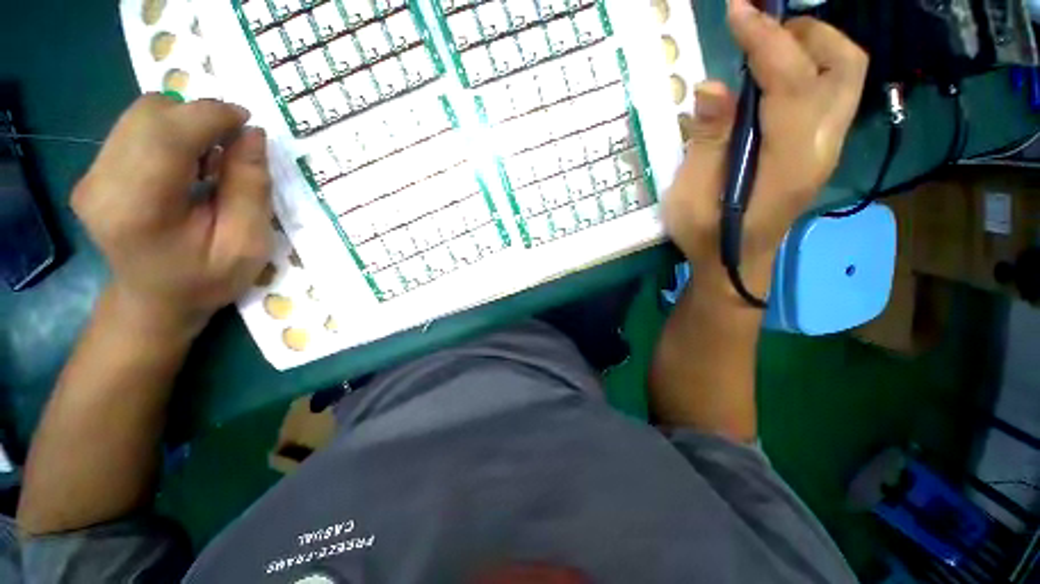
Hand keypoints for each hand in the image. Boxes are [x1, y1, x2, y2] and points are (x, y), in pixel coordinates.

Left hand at [72, 94, 272, 337]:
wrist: (155, 301)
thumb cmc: (206, 280)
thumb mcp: (247, 244)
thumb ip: (250, 189)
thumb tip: (252, 135)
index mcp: (138, 209)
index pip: (167, 134)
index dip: (211, 116)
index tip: (247, 123)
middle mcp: (101, 183)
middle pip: (150, 114)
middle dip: (200, 117)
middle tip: (234, 145)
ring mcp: (91, 175)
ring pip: (142, 115)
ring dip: (186, 124)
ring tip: (211, 159)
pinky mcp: (93, 171)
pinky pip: (136, 128)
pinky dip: (171, 133)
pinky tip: (188, 163)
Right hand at [664, 0, 867, 295]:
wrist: (734, 264)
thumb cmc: (705, 236)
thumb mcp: (691, 196)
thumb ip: (707, 142)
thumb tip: (712, 87)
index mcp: (788, 163)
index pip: (793, 83)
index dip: (766, 41)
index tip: (738, 11)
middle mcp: (821, 148)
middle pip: (845, 67)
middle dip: (807, 33)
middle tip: (760, 33)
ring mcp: (826, 149)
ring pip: (846, 76)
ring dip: (812, 48)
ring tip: (766, 51)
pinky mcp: (818, 150)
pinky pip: (830, 93)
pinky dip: (809, 69)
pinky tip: (772, 80)